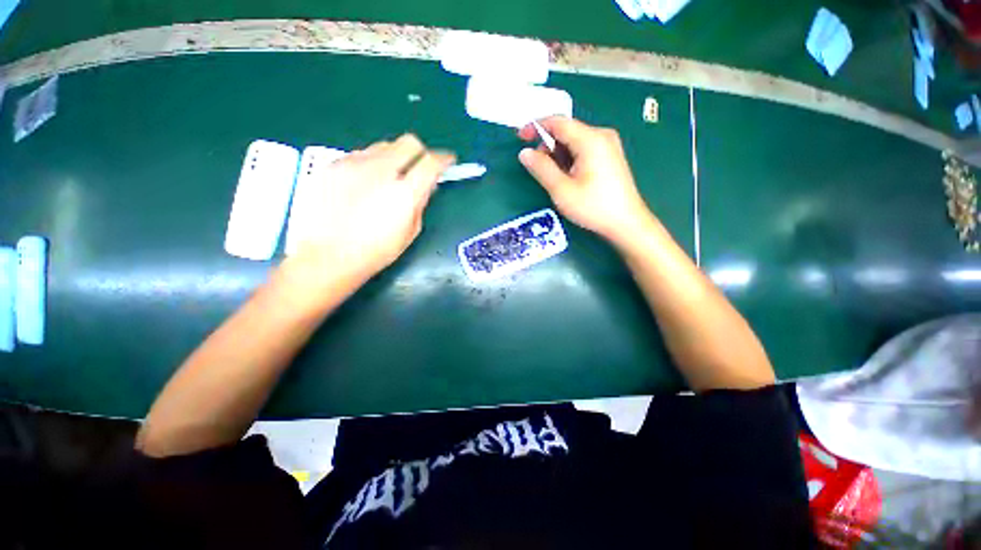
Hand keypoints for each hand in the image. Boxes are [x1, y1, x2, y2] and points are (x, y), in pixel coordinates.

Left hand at [288, 134, 454, 287]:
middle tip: (419, 167)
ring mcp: (353, 164)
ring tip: (389, 177)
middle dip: (420, 152)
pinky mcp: (332, 165)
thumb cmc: (375, 251)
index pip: (431, 162)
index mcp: (404, 192)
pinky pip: (360, 155)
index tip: (448, 161)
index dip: (444, 159)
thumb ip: (420, 203)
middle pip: (409, 143)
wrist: (327, 256)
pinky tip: (366, 182)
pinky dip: (371, 163)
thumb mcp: (409, 232)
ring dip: (394, 157)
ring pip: (383, 146)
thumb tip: (425, 186)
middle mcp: (380, 170)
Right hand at [518, 117, 651, 243]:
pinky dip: (570, 159)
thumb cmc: (593, 207)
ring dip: (558, 155)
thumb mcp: (561, 190)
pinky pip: (584, 150)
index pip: (558, 122)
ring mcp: (608, 146)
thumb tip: (524, 153)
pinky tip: (568, 177)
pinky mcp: (610, 157)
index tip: (520, 138)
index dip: (536, 126)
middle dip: (548, 146)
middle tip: (538, 168)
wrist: (626, 223)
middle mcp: (601, 135)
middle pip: (567, 131)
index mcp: (590, 139)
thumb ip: (541, 168)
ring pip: (575, 141)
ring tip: (554, 178)